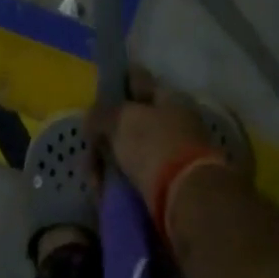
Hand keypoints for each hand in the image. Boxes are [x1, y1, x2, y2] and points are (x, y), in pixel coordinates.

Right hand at [88, 69, 232, 204]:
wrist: (188, 198)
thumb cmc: (155, 146)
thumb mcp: (122, 121)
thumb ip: (102, 113)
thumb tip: (91, 116)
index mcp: (170, 97)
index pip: (139, 79)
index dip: (119, 80)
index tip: (100, 86)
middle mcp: (176, 120)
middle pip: (135, 117)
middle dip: (110, 128)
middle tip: (89, 141)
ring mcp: (176, 151)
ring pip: (135, 148)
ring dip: (113, 158)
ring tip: (95, 174)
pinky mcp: (172, 182)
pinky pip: (139, 174)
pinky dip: (122, 179)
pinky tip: (107, 187)